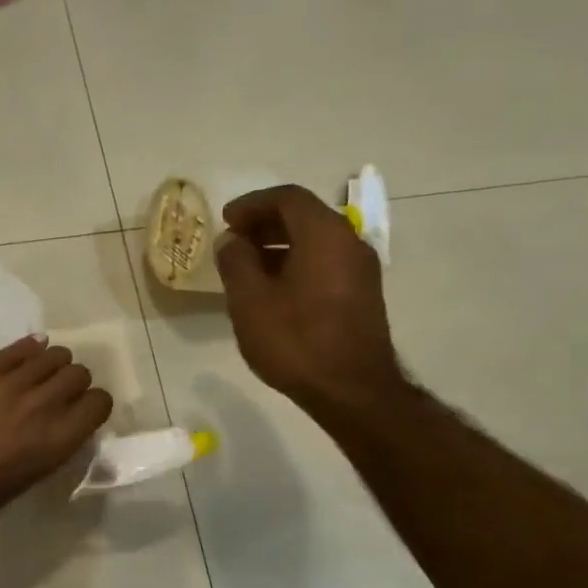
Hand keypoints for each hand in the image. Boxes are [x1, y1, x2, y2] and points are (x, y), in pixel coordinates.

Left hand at [0, 336, 113, 527]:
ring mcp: (11, 385)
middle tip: (60, 391)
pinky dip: (27, 348)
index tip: (83, 409)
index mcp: (60, 438)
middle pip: (78, 373)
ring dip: (52, 363)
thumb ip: (54, 444)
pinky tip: (30, 349)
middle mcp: (44, 405)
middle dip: (73, 381)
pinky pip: (14, 351)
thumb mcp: (33, 475)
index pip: (99, 402)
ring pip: (50, 356)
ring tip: (42, 372)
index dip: (93, 404)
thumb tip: (61, 424)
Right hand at [214, 185, 401, 415]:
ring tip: (246, 266)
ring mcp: (360, 269)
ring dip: (279, 244)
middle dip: (265, 222)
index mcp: (324, 235)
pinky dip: (296, 262)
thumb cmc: (296, 340)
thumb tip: (232, 241)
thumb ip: (236, 262)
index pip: (287, 198)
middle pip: (305, 216)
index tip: (225, 219)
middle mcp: (349, 242)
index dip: (252, 203)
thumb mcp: (250, 301)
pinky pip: (325, 262)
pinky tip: (272, 289)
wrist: (351, 390)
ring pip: (315, 240)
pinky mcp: (361, 294)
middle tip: (232, 241)